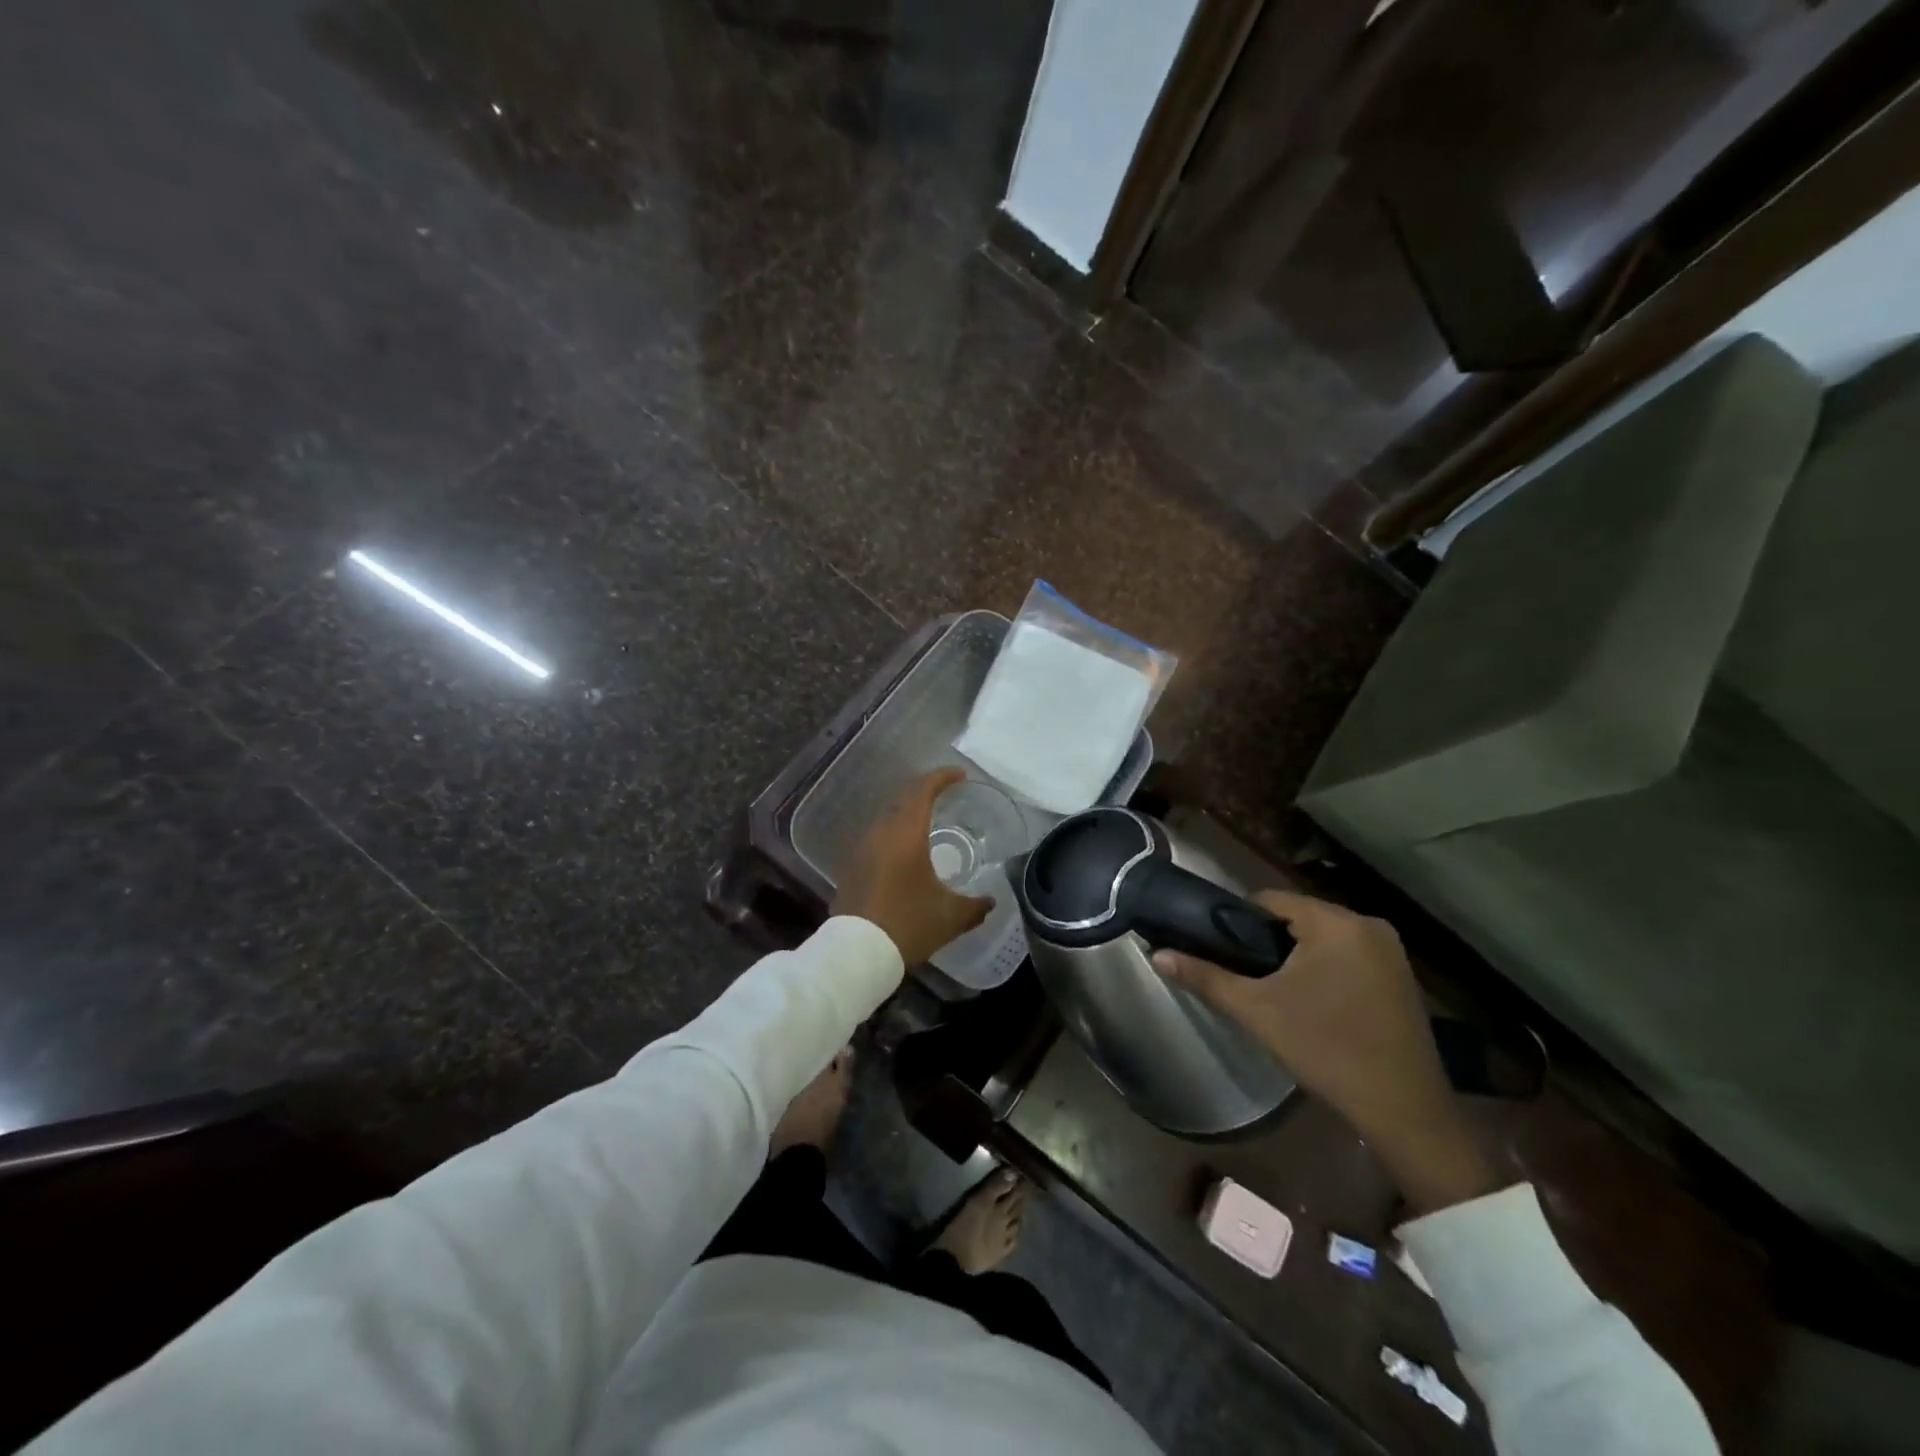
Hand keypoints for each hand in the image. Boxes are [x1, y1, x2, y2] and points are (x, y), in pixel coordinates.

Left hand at [833, 768, 993, 965]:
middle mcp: (880, 833)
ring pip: (888, 819)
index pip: (923, 790)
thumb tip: (991, 902)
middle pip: (903, 799)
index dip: (942, 777)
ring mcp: (862, 849)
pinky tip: (905, 854)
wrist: (855, 954)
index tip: (960, 776)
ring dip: (908, 815)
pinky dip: (894, 836)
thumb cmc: (907, 925)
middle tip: (947, 798)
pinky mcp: (851, 866)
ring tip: (929, 824)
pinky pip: (877, 838)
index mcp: (906, 833)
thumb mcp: (950, 917)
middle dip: (925, 793)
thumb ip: (975, 906)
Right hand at [1153, 890, 1497, 1214]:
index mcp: (1336, 922)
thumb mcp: (1256, 1011)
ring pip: (1324, 938)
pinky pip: (1349, 956)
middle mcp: (1369, 925)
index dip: (1239, 920)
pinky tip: (1314, 1003)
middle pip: (1299, 917)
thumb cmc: (1325, 1050)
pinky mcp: (1402, 978)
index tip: (1222, 949)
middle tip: (1246, 976)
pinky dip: (1326, 969)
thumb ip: (1206, 977)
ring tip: (1275, 991)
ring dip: (1298, 956)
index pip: (1272, 899)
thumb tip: (1157, 954)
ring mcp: (1392, 952)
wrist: (1403, 1112)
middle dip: (1269, 941)